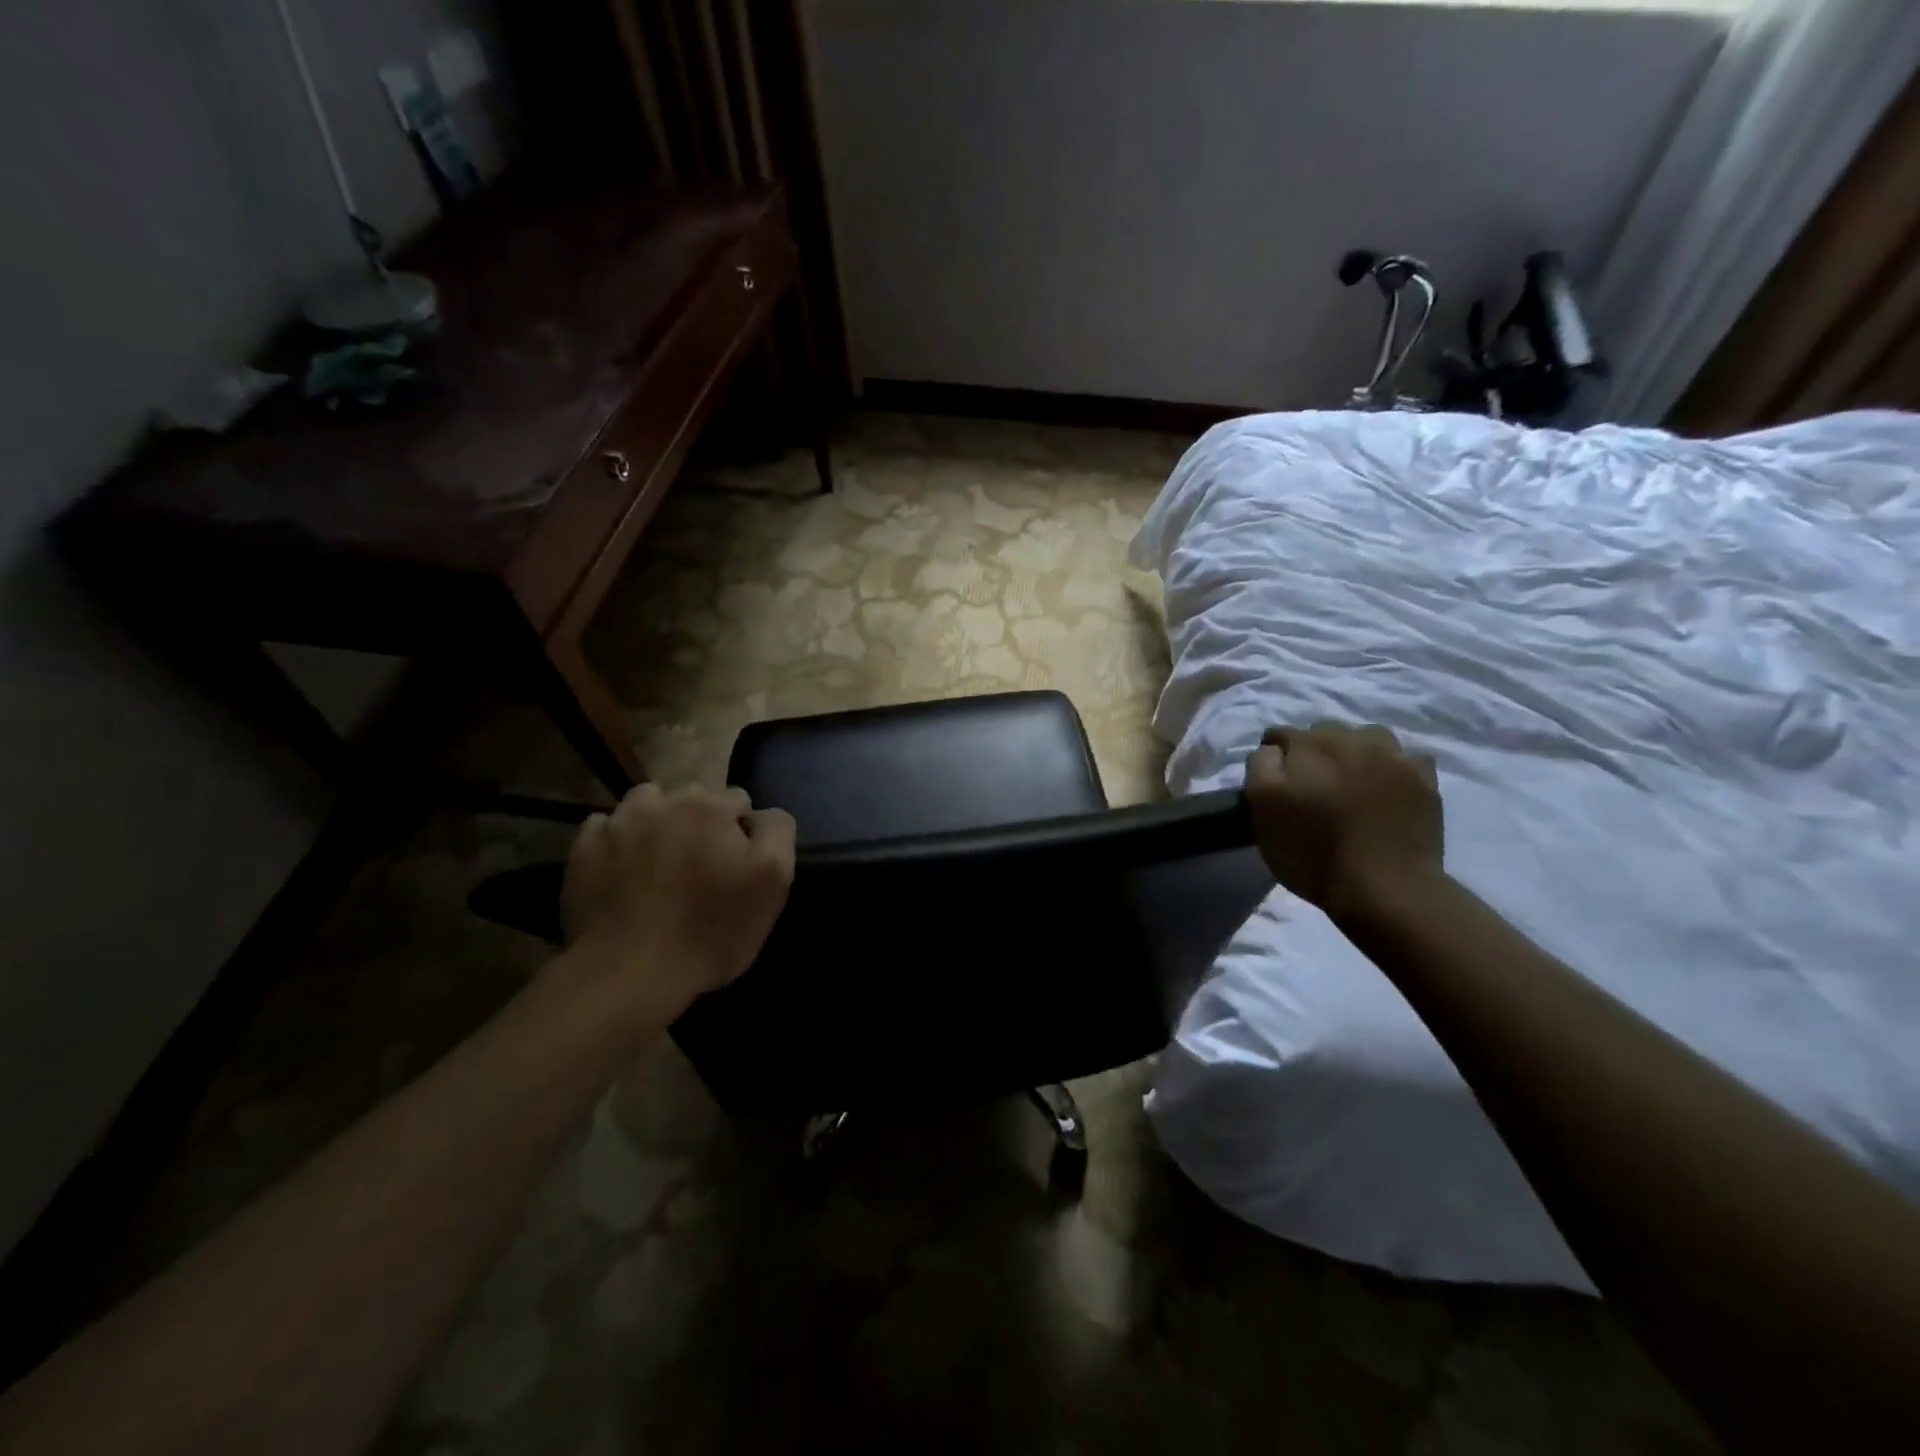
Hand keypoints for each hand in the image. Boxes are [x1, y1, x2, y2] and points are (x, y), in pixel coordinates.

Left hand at [560, 784, 796, 1020]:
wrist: (629, 971)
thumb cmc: (711, 930)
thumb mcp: (774, 881)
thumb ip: (777, 832)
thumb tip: (760, 814)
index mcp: (712, 808)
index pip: (739, 800)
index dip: (741, 831)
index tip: (737, 864)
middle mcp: (665, 801)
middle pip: (693, 798)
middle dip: (700, 821)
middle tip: (699, 864)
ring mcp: (619, 822)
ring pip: (647, 803)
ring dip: (657, 821)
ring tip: (659, 859)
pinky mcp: (585, 846)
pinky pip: (606, 827)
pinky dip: (617, 840)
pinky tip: (623, 870)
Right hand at [1244, 723, 1444, 918]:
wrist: (1385, 887)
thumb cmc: (1312, 851)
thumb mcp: (1263, 809)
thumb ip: (1260, 766)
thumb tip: (1272, 750)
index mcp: (1308, 745)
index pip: (1279, 735)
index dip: (1272, 758)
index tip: (1273, 785)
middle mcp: (1351, 738)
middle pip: (1323, 732)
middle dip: (1313, 753)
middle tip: (1312, 789)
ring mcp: (1393, 755)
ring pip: (1366, 737)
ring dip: (1354, 752)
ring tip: (1351, 784)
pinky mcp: (1425, 778)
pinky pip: (1404, 758)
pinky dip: (1392, 767)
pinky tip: (1387, 789)